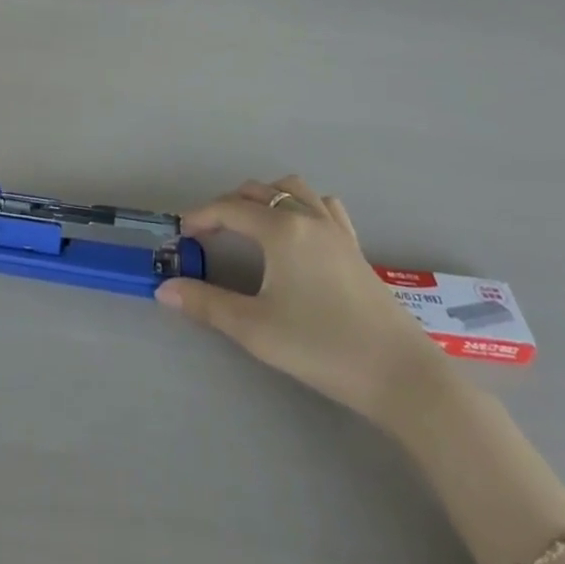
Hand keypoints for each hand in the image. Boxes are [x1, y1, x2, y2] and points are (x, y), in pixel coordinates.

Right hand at [157, 176, 446, 426]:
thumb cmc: (322, 347)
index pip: (229, 209)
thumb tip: (164, 289)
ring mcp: (335, 229)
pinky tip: (297, 229)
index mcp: (281, 229)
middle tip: (208, 233)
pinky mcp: (355, 246)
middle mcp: (307, 217)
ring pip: (293, 189)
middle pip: (259, 191)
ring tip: (249, 223)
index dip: (200, 217)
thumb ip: (206, 304)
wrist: (399, 374)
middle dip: (228, 204)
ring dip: (265, 196)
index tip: (181, 235)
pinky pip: (323, 205)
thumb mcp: (255, 329)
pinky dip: (301, 204)